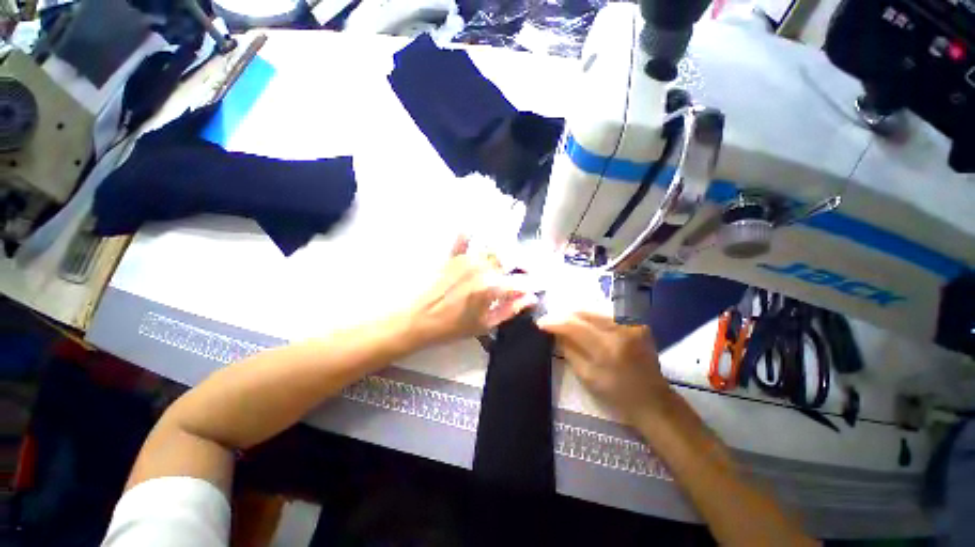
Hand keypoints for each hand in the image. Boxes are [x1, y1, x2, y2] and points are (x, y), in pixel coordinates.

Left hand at [406, 237, 536, 346]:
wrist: (417, 320)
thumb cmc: (452, 327)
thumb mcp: (484, 325)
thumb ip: (509, 309)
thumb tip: (530, 298)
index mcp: (491, 287)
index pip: (521, 282)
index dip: (534, 283)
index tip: (540, 285)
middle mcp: (482, 267)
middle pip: (509, 260)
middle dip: (521, 265)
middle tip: (525, 272)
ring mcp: (466, 259)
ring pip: (492, 250)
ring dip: (503, 253)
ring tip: (508, 260)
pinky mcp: (452, 257)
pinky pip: (463, 240)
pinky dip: (470, 234)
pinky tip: (474, 228)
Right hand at [537, 311, 672, 420]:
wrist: (653, 400)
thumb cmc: (618, 394)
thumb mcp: (586, 376)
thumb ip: (568, 349)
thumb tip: (554, 332)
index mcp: (607, 348)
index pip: (574, 325)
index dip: (554, 321)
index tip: (540, 323)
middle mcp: (621, 329)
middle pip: (584, 312)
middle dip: (564, 315)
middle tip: (551, 321)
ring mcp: (632, 323)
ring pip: (594, 310)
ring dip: (576, 315)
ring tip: (565, 322)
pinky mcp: (637, 322)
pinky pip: (606, 314)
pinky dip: (591, 317)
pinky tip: (584, 324)